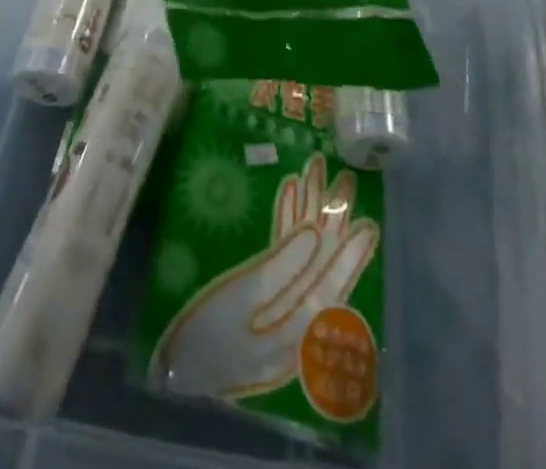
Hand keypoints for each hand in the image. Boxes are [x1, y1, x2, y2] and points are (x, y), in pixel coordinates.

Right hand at [150, 153, 377, 401]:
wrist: (176, 369)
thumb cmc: (207, 337)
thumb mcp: (244, 303)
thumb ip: (282, 269)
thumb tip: (314, 235)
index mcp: (298, 324)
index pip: (331, 278)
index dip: (349, 248)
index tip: (369, 220)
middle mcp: (295, 316)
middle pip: (320, 261)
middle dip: (331, 217)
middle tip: (345, 179)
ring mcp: (278, 307)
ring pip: (303, 254)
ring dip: (309, 214)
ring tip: (316, 175)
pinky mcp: (260, 297)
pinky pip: (282, 256)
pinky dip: (286, 225)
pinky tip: (288, 196)